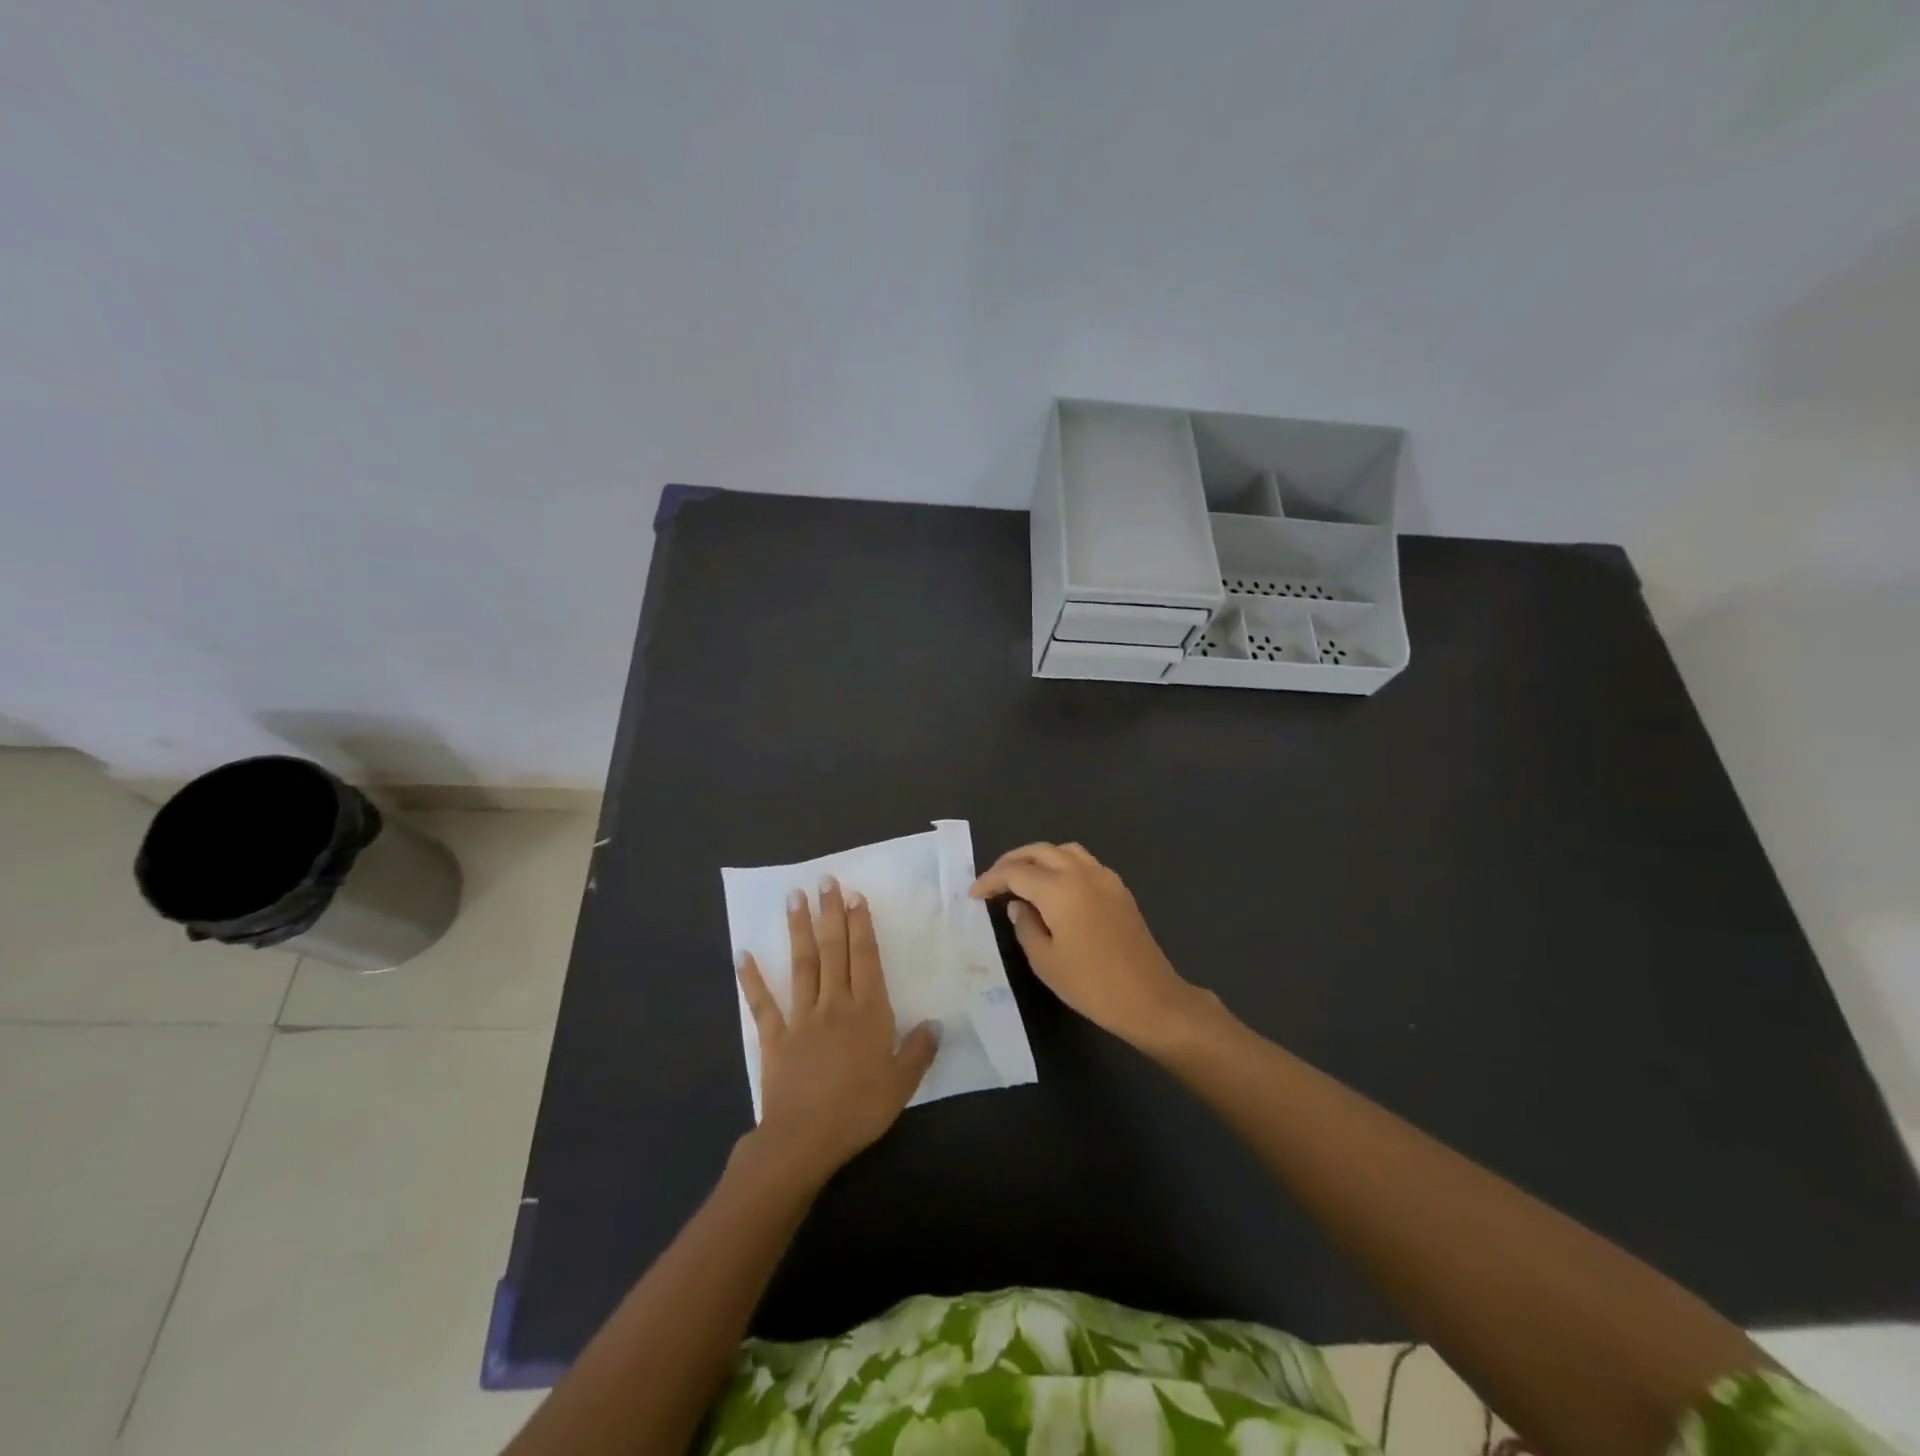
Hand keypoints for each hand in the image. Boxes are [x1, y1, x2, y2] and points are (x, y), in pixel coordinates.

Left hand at [736, 876, 938, 1182]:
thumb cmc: (859, 1109)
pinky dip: (752, 980)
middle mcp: (835, 1003)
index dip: (861, 925)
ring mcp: (802, 1017)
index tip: (855, 896)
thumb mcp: (901, 1083)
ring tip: (794, 898)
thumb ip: (919, 1050)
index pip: (865, 958)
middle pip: (833, 950)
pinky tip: (743, 955)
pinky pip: (763, 1004)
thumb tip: (936, 1022)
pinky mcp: (776, 1037)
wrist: (805, 1138)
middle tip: (825, 881)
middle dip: (830, 913)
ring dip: (798, 930)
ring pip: (802, 965)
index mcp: (868, 1011)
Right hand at [970, 842, 1213, 1050]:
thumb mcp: (1045, 961)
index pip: (1016, 872)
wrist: (1150, 998)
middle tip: (993, 881)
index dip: (991, 880)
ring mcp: (1105, 878)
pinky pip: (1084, 863)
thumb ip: (1026, 926)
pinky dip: (1062, 865)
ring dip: (1039, 858)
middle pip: (1040, 851)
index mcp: (1060, 890)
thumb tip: (1018, 905)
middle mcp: (1082, 873)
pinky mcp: (1120, 889)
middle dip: (1012, 861)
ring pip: (1064, 851)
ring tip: (1022, 878)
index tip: (974, 894)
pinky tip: (1055, 889)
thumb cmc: (1092, 985)